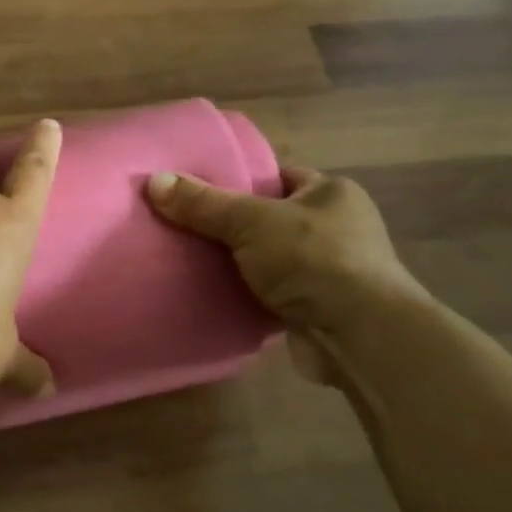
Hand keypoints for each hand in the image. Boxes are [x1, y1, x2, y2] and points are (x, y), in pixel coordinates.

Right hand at [145, 167, 428, 386]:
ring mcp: (330, 271)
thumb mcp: (251, 221)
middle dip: (233, 225)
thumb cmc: (313, 260)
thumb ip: (204, 204)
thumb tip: (154, 180)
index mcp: (331, 193)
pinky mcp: (318, 309)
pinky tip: (213, 294)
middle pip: (270, 218)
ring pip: (269, 259)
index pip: (278, 176)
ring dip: (239, 264)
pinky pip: (272, 294)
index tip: (199, 187)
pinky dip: (247, 295)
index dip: (240, 179)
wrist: (357, 336)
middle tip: (186, 225)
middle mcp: (337, 228)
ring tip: (189, 259)